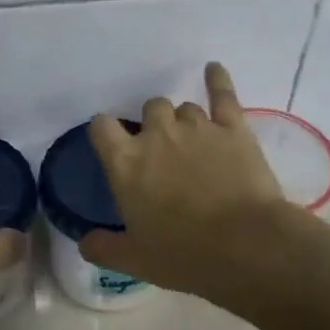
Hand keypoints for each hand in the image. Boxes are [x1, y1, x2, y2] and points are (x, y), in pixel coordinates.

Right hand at [79, 62, 296, 299]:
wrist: (245, 246)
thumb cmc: (183, 255)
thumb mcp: (134, 259)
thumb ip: (103, 248)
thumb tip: (85, 242)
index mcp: (125, 163)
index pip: (102, 127)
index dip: (106, 132)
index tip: (112, 143)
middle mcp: (157, 135)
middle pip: (149, 108)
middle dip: (153, 125)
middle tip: (163, 153)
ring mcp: (197, 127)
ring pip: (184, 107)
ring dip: (184, 121)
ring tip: (194, 143)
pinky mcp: (233, 128)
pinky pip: (222, 94)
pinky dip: (217, 80)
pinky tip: (213, 70)